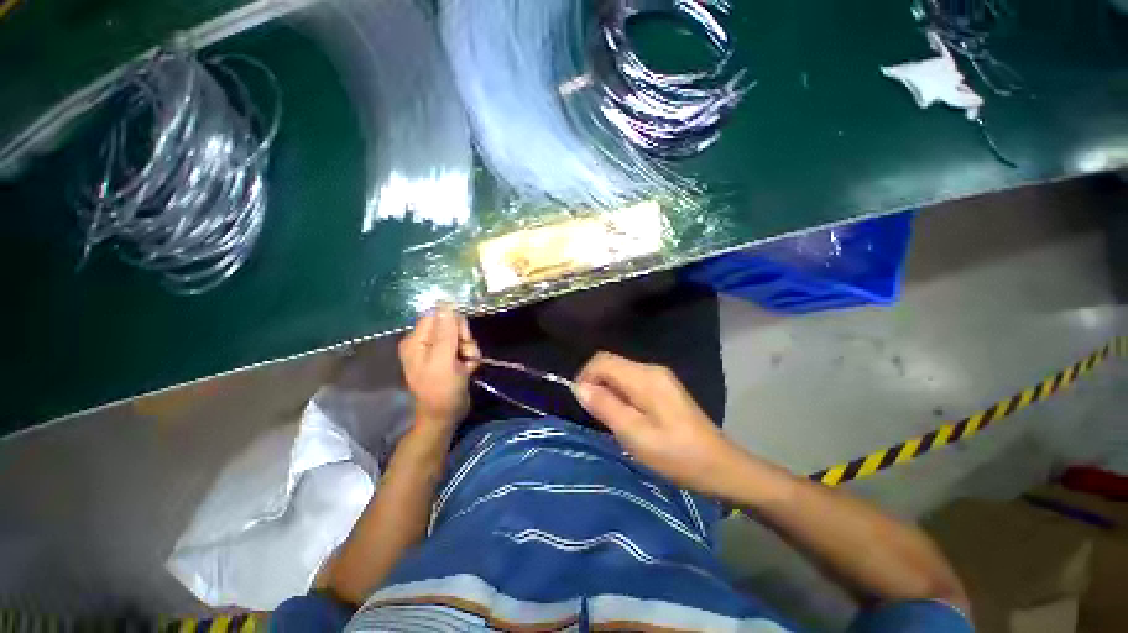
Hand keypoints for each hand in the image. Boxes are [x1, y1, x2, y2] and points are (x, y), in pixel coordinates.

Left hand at [398, 304, 480, 429]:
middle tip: (464, 353)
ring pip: (462, 337)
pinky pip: (466, 349)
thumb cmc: (441, 390)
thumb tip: (446, 303)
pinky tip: (468, 370)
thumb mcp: (443, 360)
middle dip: (464, 339)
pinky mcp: (451, 359)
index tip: (462, 337)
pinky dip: (471, 358)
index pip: (438, 316)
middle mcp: (426, 343)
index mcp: (417, 340)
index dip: (454, 323)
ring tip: (467, 365)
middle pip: (452, 325)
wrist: (445, 417)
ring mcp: (439, 352)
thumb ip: (446, 332)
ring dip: (470, 350)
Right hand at [574, 351, 741, 496]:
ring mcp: (659, 377)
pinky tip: (626, 416)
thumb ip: (605, 407)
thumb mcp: (635, 435)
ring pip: (619, 373)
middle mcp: (651, 369)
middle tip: (595, 415)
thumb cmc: (677, 455)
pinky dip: (619, 394)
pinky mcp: (663, 387)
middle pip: (611, 363)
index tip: (582, 403)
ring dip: (607, 390)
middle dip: (595, 383)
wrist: (720, 466)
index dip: (585, 376)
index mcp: (645, 377)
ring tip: (609, 419)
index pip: (602, 360)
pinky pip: (630, 381)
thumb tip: (579, 387)